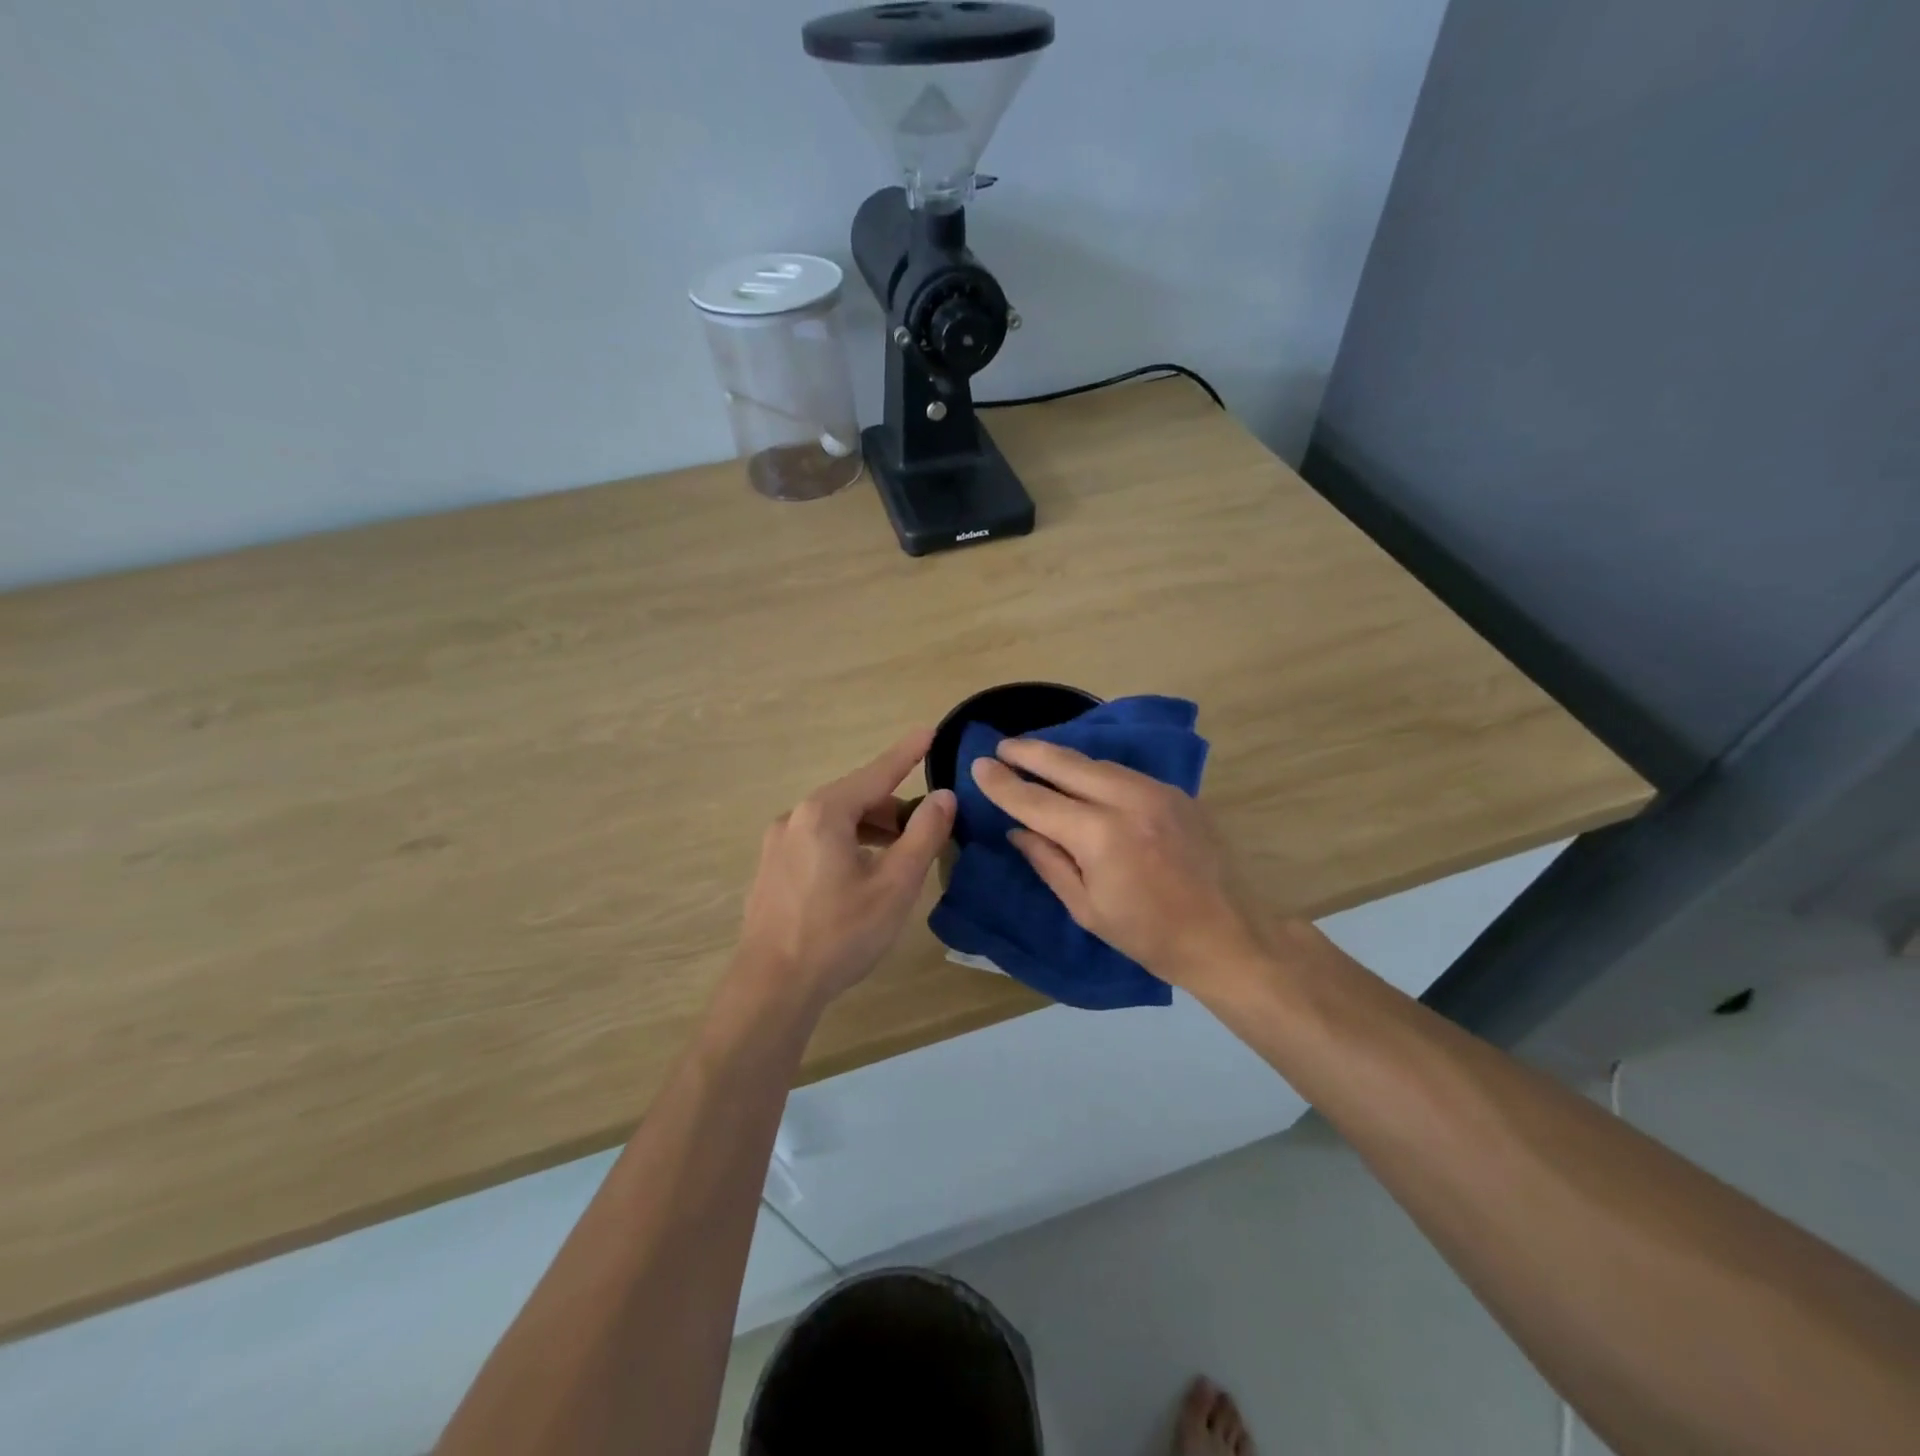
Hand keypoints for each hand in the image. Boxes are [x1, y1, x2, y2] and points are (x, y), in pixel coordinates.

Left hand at [735, 731, 956, 1009]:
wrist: (773, 987)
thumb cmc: (840, 933)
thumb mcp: (895, 885)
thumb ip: (923, 835)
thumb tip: (943, 797)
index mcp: (825, 813)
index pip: (877, 773)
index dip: (907, 753)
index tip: (930, 731)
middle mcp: (795, 817)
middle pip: (855, 798)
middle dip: (892, 807)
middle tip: (924, 828)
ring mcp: (777, 844)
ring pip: (835, 822)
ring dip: (870, 829)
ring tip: (897, 855)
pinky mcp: (770, 869)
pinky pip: (817, 840)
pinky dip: (846, 844)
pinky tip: (860, 875)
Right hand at [970, 738, 1276, 994]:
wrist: (1229, 935)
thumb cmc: (1150, 936)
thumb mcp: (1087, 909)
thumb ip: (1049, 862)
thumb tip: (1018, 830)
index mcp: (1100, 836)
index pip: (1037, 801)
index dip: (1004, 784)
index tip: (979, 765)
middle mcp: (1127, 801)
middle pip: (1067, 764)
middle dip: (1029, 752)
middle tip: (1002, 746)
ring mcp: (1157, 791)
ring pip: (1098, 763)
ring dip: (1063, 758)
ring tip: (1035, 755)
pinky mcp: (1177, 793)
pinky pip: (1124, 773)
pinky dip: (1095, 770)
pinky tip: (1082, 775)